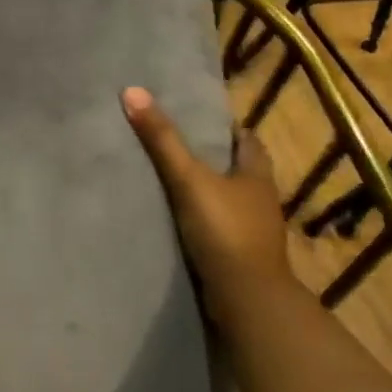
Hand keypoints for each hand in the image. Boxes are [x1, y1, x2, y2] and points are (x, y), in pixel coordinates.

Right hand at [121, 86, 289, 311]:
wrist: (246, 300)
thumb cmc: (225, 230)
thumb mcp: (188, 178)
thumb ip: (162, 139)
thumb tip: (132, 91)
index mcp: (257, 175)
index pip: (246, 141)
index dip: (227, 127)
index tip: (199, 117)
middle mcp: (259, 200)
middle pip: (237, 169)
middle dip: (212, 156)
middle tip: (176, 142)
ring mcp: (251, 231)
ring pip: (227, 199)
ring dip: (206, 189)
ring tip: (168, 177)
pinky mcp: (237, 256)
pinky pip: (217, 226)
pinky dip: (200, 218)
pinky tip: (174, 217)